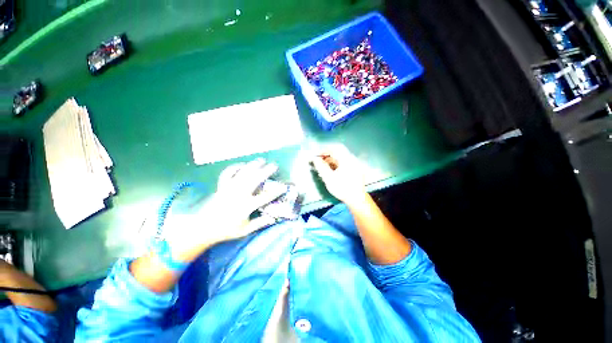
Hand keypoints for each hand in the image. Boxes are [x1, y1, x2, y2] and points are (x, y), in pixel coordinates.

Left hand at [162, 158, 285, 261]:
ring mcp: (229, 189)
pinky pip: (227, 174)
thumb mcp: (245, 230)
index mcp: (246, 206)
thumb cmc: (226, 230)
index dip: (276, 191)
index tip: (284, 186)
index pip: (265, 197)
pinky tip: (241, 164)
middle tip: (274, 166)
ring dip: (253, 166)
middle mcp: (239, 194)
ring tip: (261, 160)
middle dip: (266, 172)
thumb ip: (260, 223)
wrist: (203, 228)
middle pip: (254, 180)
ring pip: (243, 174)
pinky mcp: (221, 187)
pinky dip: (234, 168)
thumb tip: (273, 219)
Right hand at [311, 145, 367, 205]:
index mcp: (346, 159)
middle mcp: (352, 159)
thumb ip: (321, 167)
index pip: (335, 148)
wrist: (356, 199)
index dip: (325, 150)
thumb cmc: (342, 188)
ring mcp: (355, 164)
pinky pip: (345, 163)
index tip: (317, 155)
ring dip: (332, 160)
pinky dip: (337, 164)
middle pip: (339, 152)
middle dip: (328, 156)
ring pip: (341, 158)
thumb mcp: (329, 178)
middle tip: (320, 161)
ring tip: (324, 167)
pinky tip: (332, 171)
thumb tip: (315, 159)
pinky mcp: (355, 169)